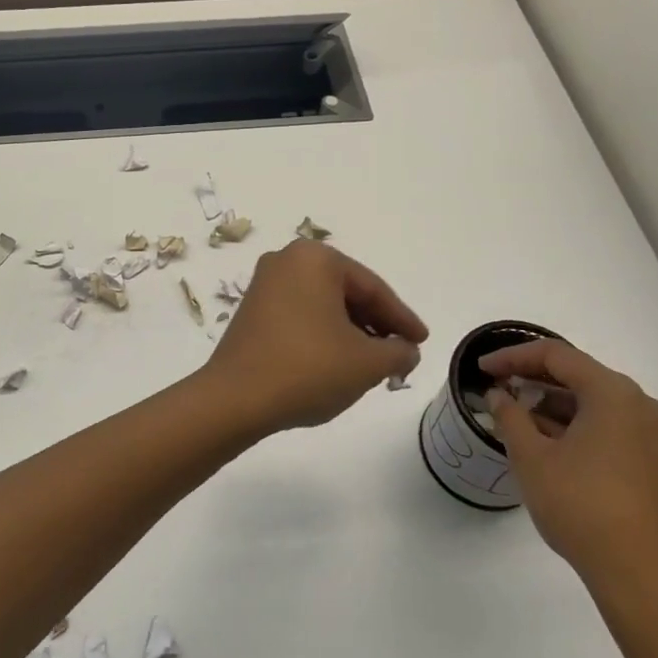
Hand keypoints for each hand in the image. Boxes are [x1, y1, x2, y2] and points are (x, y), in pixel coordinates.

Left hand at [202, 240, 425, 432]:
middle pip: (346, 292)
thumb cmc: (307, 369)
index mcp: (315, 259)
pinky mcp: (252, 310)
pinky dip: (324, 334)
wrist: (235, 399)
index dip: (402, 318)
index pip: (372, 288)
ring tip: (373, 362)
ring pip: (323, 305)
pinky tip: (337, 361)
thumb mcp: (367, 363)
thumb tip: (406, 350)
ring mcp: (264, 284)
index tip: (422, 341)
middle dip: (375, 324)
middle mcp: (286, 260)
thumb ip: (398, 351)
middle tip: (400, 353)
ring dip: (351, 331)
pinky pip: (300, 315)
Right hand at [482, 340, 657, 621]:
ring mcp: (657, 437)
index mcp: (614, 394)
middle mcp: (642, 406)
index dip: (513, 356)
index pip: (556, 355)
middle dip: (535, 379)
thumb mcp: (532, 458)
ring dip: (555, 405)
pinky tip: (551, 444)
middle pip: (580, 375)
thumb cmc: (582, 508)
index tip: (482, 369)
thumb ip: (510, 416)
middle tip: (498, 387)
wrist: (645, 581)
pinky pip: (612, 427)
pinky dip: (579, 426)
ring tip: (518, 417)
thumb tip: (500, 395)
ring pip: (597, 404)